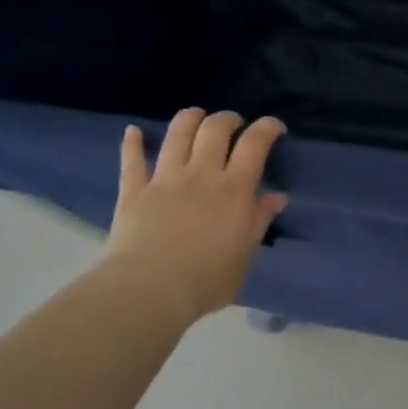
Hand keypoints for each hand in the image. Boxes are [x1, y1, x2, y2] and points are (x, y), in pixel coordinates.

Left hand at [99, 108, 288, 328]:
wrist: (150, 291)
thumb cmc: (207, 280)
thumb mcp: (245, 254)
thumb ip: (258, 221)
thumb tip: (275, 197)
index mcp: (234, 190)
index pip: (255, 144)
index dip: (267, 127)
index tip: (274, 127)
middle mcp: (201, 174)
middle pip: (215, 128)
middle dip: (228, 118)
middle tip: (234, 124)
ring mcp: (165, 178)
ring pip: (178, 133)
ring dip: (189, 118)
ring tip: (197, 117)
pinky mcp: (134, 190)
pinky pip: (132, 159)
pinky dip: (132, 142)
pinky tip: (133, 131)